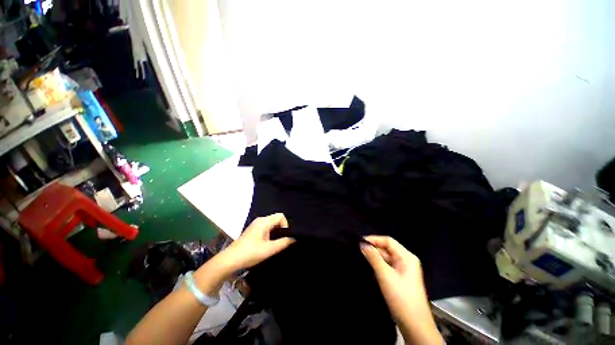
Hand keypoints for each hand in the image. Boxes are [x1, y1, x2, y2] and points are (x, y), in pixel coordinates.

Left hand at [220, 213, 294, 271]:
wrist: (230, 260)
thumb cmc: (250, 253)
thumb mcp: (269, 249)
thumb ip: (283, 243)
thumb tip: (294, 238)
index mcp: (264, 221)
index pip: (281, 216)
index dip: (286, 225)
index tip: (285, 237)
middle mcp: (260, 220)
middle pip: (276, 219)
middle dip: (282, 229)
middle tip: (283, 241)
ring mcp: (256, 225)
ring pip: (272, 224)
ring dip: (276, 232)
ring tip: (277, 244)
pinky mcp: (253, 231)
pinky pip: (267, 228)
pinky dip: (271, 234)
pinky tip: (269, 244)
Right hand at [360, 236, 423, 317]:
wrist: (414, 325)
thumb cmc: (401, 297)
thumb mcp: (385, 275)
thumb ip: (373, 257)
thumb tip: (362, 244)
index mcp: (407, 257)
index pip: (388, 241)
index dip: (374, 239)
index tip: (360, 241)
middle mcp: (406, 261)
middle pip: (387, 249)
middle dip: (373, 249)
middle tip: (359, 251)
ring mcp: (403, 270)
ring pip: (386, 258)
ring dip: (375, 258)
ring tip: (361, 258)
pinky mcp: (399, 279)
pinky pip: (387, 267)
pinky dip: (378, 267)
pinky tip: (369, 269)